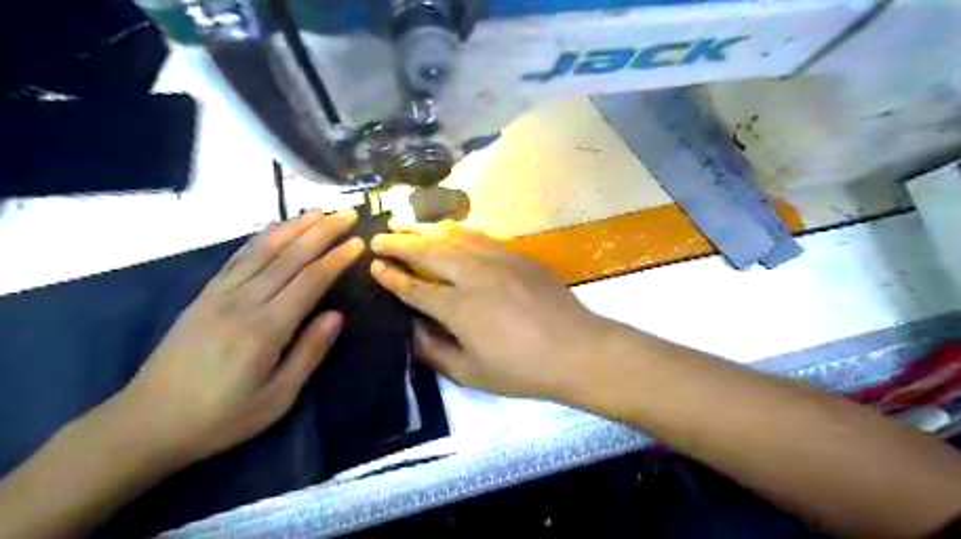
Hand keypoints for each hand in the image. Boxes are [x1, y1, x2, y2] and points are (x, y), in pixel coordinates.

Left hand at [111, 210, 363, 466]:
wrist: (146, 423)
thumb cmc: (221, 417)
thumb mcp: (277, 397)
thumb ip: (308, 353)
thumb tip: (337, 315)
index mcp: (266, 329)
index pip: (310, 281)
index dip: (336, 259)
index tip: (358, 242)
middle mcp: (243, 302)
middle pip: (289, 257)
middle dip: (321, 232)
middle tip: (346, 213)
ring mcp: (219, 295)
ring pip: (262, 251)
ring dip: (293, 227)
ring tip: (317, 211)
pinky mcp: (204, 296)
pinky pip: (236, 259)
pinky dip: (259, 239)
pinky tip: (272, 228)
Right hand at [370, 219, 610, 400]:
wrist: (576, 350)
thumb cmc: (522, 369)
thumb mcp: (471, 373)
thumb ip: (435, 351)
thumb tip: (412, 329)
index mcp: (458, 307)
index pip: (415, 287)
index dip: (392, 277)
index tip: (374, 266)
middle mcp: (473, 275)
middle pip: (428, 251)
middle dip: (400, 242)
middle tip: (379, 236)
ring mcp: (498, 259)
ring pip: (453, 236)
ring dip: (426, 229)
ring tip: (406, 222)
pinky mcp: (518, 255)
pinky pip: (479, 237)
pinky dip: (457, 232)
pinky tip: (449, 231)